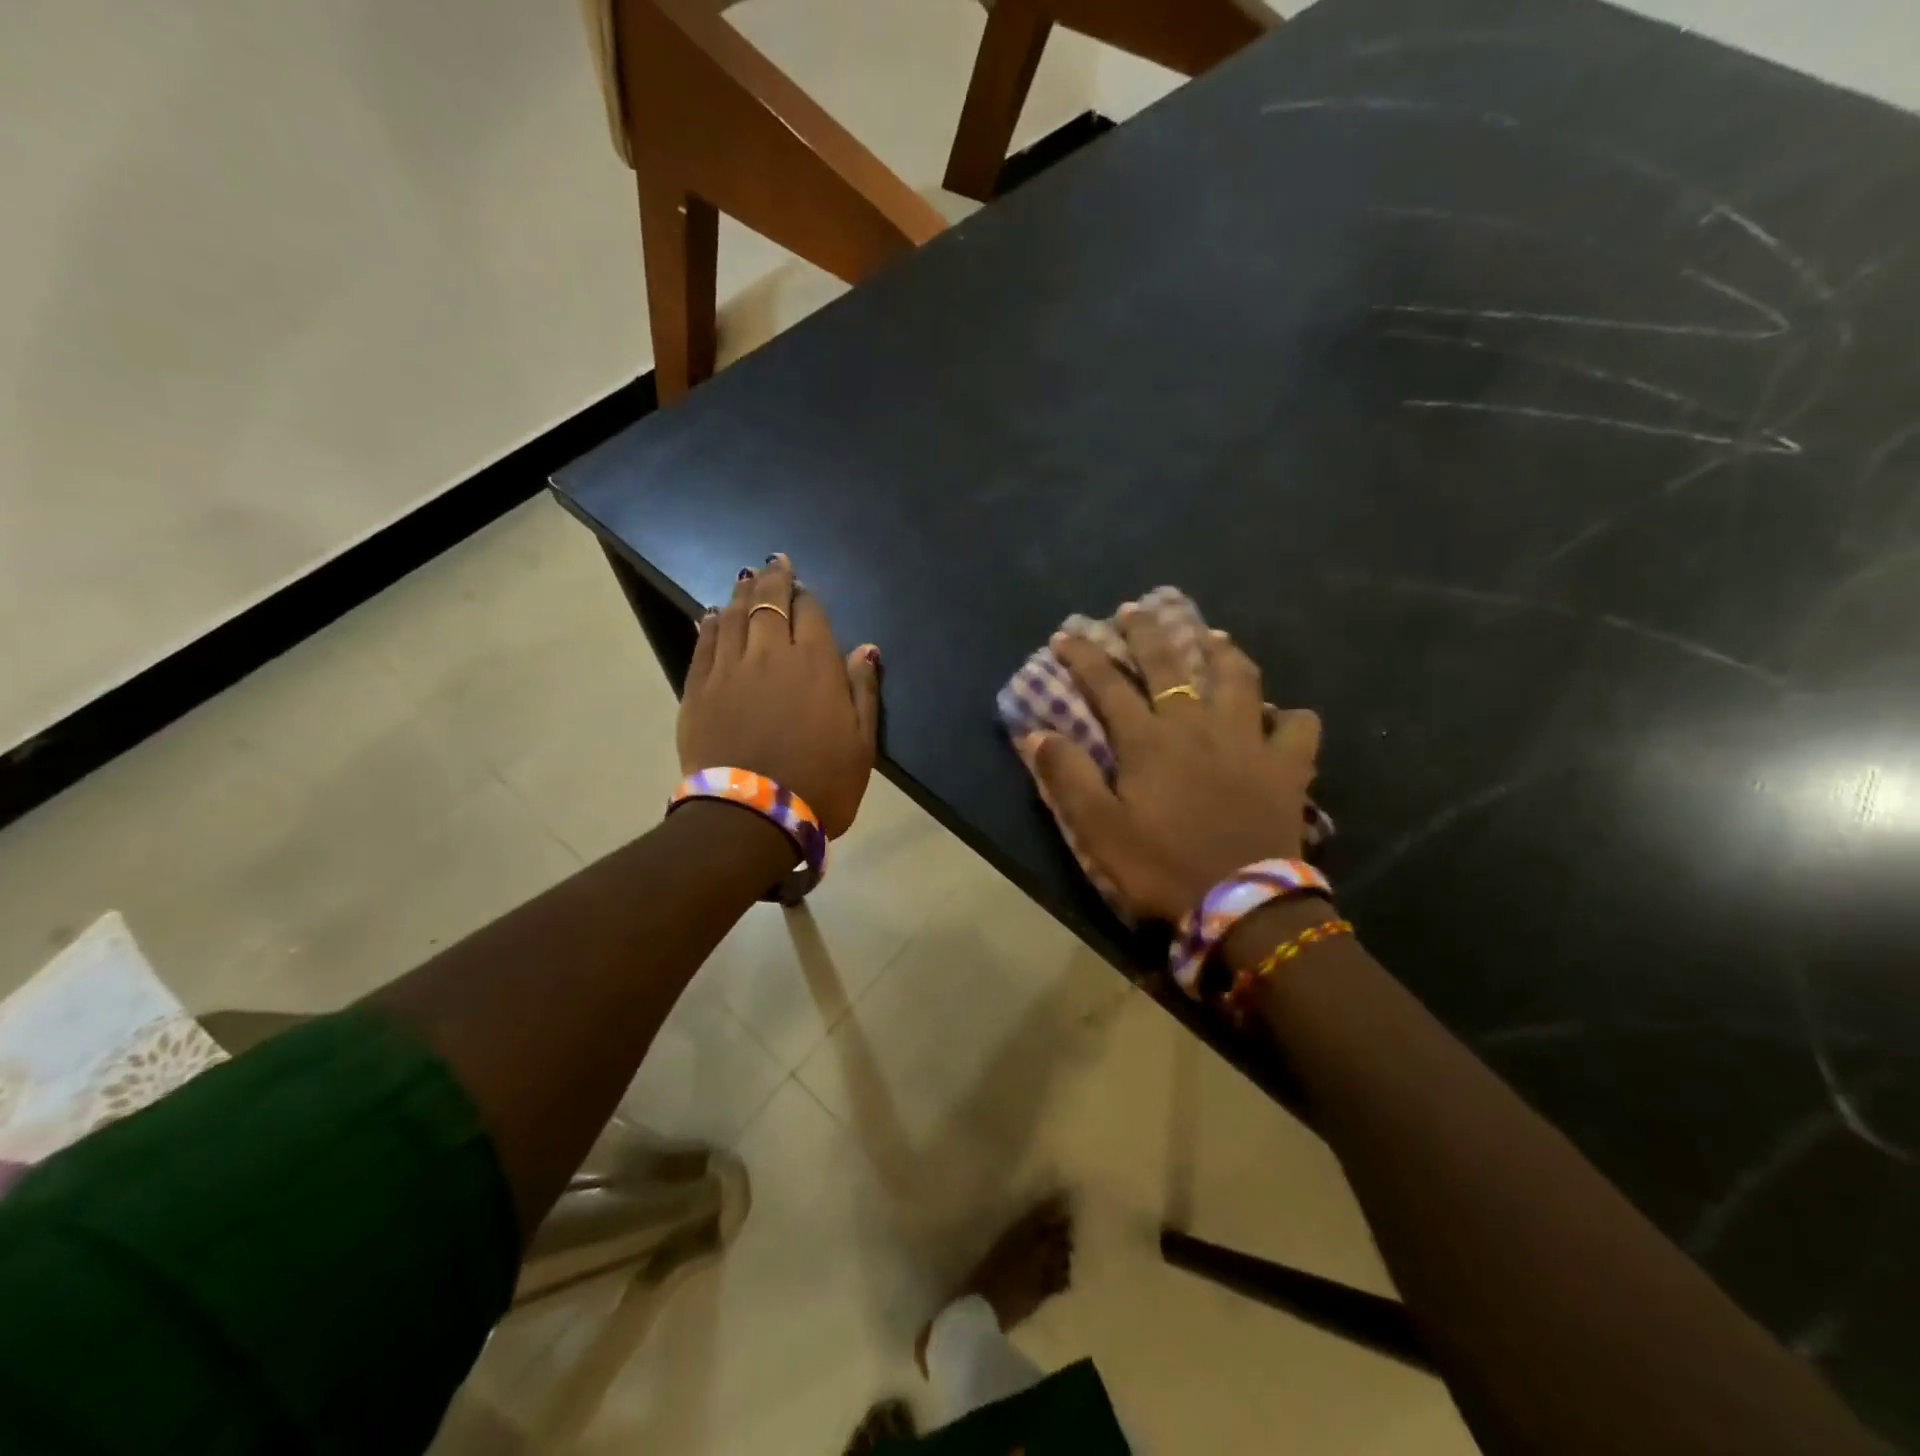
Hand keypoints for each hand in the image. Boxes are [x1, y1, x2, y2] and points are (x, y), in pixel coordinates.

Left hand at [678, 555, 880, 836]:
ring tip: (747, 577)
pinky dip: (711, 624)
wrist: (752, 816)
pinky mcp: (699, 688)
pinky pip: (705, 644)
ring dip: (743, 593)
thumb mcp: (862, 744)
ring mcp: (730, 669)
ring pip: (735, 616)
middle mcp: (771, 654)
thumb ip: (863, 691)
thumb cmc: (821, 783)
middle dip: (775, 579)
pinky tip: (713, 614)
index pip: (811, 613)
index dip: (808, 597)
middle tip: (775, 562)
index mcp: (816, 664)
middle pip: (770, 602)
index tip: (805, 589)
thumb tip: (866, 648)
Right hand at [1022, 609, 1319, 921]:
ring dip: (1222, 652)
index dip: (1084, 655)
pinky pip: (1298, 728)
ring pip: (1239, 678)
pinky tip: (1281, 716)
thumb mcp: (1098, 829)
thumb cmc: (1161, 867)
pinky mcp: (1287, 767)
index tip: (1066, 634)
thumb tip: (1037, 732)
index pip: (1108, 683)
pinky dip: (1290, 718)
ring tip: (1213, 637)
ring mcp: (1248, 741)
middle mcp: (1197, 725)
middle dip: (1147, 632)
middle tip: (1136, 608)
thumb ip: (1067, 776)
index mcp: (1148, 740)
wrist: (1242, 905)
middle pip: (1170, 664)